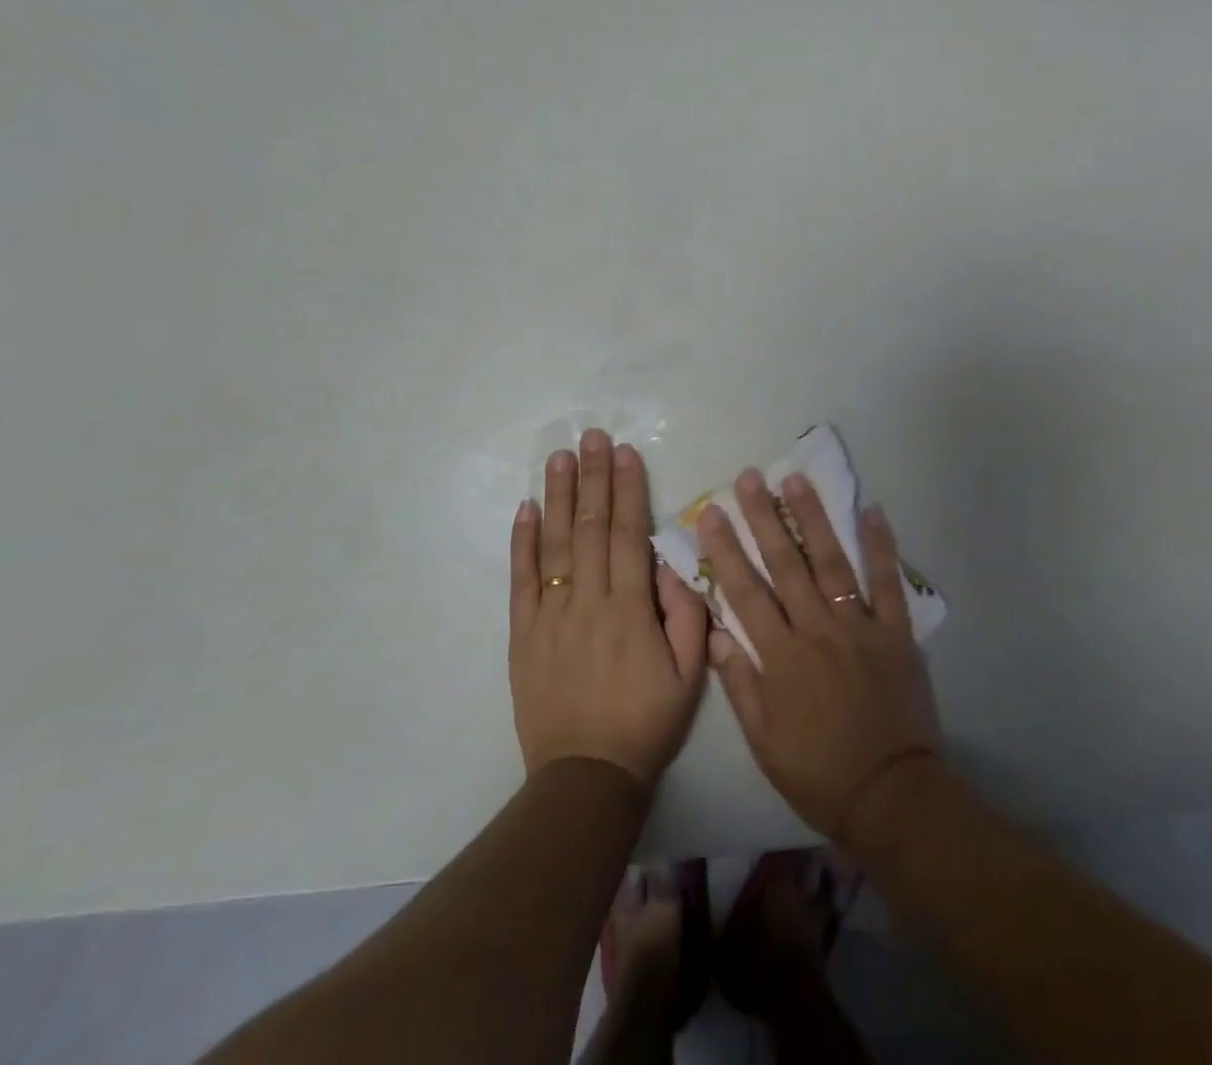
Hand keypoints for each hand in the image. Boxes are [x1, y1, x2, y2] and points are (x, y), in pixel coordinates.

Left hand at [509, 430, 706, 789]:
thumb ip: (687, 613)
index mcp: (631, 609)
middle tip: (592, 436)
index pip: (628, 534)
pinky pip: (521, 581)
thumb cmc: (647, 721)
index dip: (628, 490)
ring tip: (559, 457)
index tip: (626, 453)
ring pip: (554, 545)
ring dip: (557, 497)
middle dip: (593, 478)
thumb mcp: (690, 673)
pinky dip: (522, 542)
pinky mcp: (524, 634)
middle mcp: (588, 601)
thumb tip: (670, 564)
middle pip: (590, 528)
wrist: (586, 775)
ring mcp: (551, 615)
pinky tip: (526, 509)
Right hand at [700, 468, 941, 840]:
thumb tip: (718, 633)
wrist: (890, 795)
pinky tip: (872, 511)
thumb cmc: (819, 772)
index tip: (711, 513)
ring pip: (832, 562)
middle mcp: (817, 630)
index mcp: (781, 656)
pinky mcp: (896, 633)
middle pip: (786, 564)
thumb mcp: (764, 741)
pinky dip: (881, 546)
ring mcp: (859, 627)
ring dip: (813, 518)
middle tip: (750, 478)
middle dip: (764, 518)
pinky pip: (889, 583)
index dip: (726, 550)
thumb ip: (740, 683)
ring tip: (796, 480)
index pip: (745, 592)